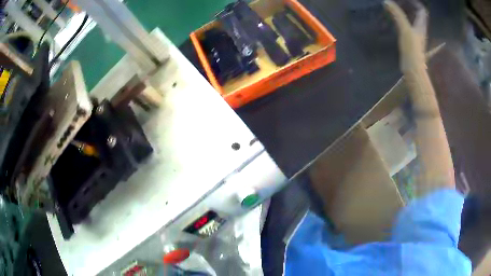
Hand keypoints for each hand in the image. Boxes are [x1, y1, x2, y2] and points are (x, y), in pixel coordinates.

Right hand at [384, 0, 427, 72]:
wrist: (413, 69)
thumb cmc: (412, 50)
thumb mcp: (405, 29)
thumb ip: (397, 14)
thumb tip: (387, 2)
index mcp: (421, 26)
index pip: (422, 10)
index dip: (415, 3)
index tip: (406, 0)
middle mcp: (420, 30)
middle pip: (418, 15)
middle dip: (409, 6)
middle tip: (399, 2)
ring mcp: (416, 36)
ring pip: (413, 21)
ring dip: (406, 13)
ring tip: (395, 9)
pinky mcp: (411, 42)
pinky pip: (408, 27)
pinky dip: (402, 21)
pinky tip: (395, 20)